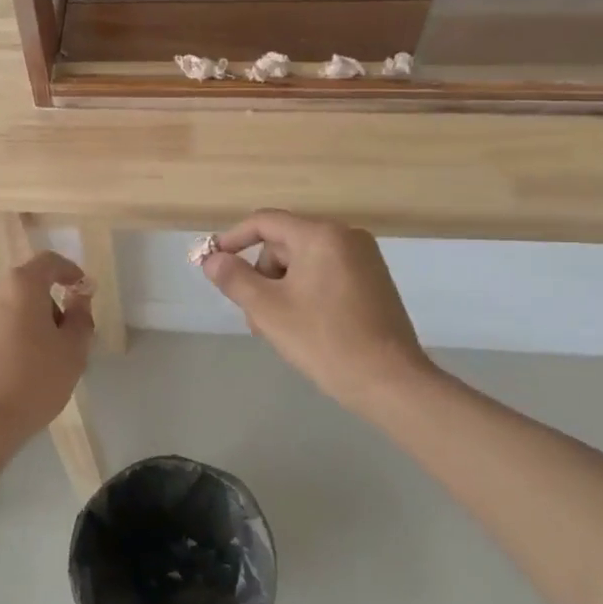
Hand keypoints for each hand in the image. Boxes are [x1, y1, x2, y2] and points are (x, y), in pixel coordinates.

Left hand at [0, 251, 94, 450]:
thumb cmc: (32, 385)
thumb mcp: (73, 353)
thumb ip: (80, 317)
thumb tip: (78, 297)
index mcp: (20, 286)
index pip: (48, 262)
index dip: (67, 271)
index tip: (78, 287)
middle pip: (19, 287)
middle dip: (37, 304)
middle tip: (51, 337)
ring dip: (8, 322)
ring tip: (17, 358)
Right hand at [201, 210, 436, 417]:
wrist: (390, 382)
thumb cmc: (324, 340)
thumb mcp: (267, 309)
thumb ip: (234, 278)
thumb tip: (212, 260)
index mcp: (321, 235)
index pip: (265, 222)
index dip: (233, 239)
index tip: (213, 263)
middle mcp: (346, 237)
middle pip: (284, 244)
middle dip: (262, 276)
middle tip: (254, 316)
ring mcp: (364, 259)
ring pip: (303, 262)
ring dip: (281, 289)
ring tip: (278, 328)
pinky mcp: (373, 281)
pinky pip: (325, 274)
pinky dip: (305, 292)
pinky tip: (304, 326)